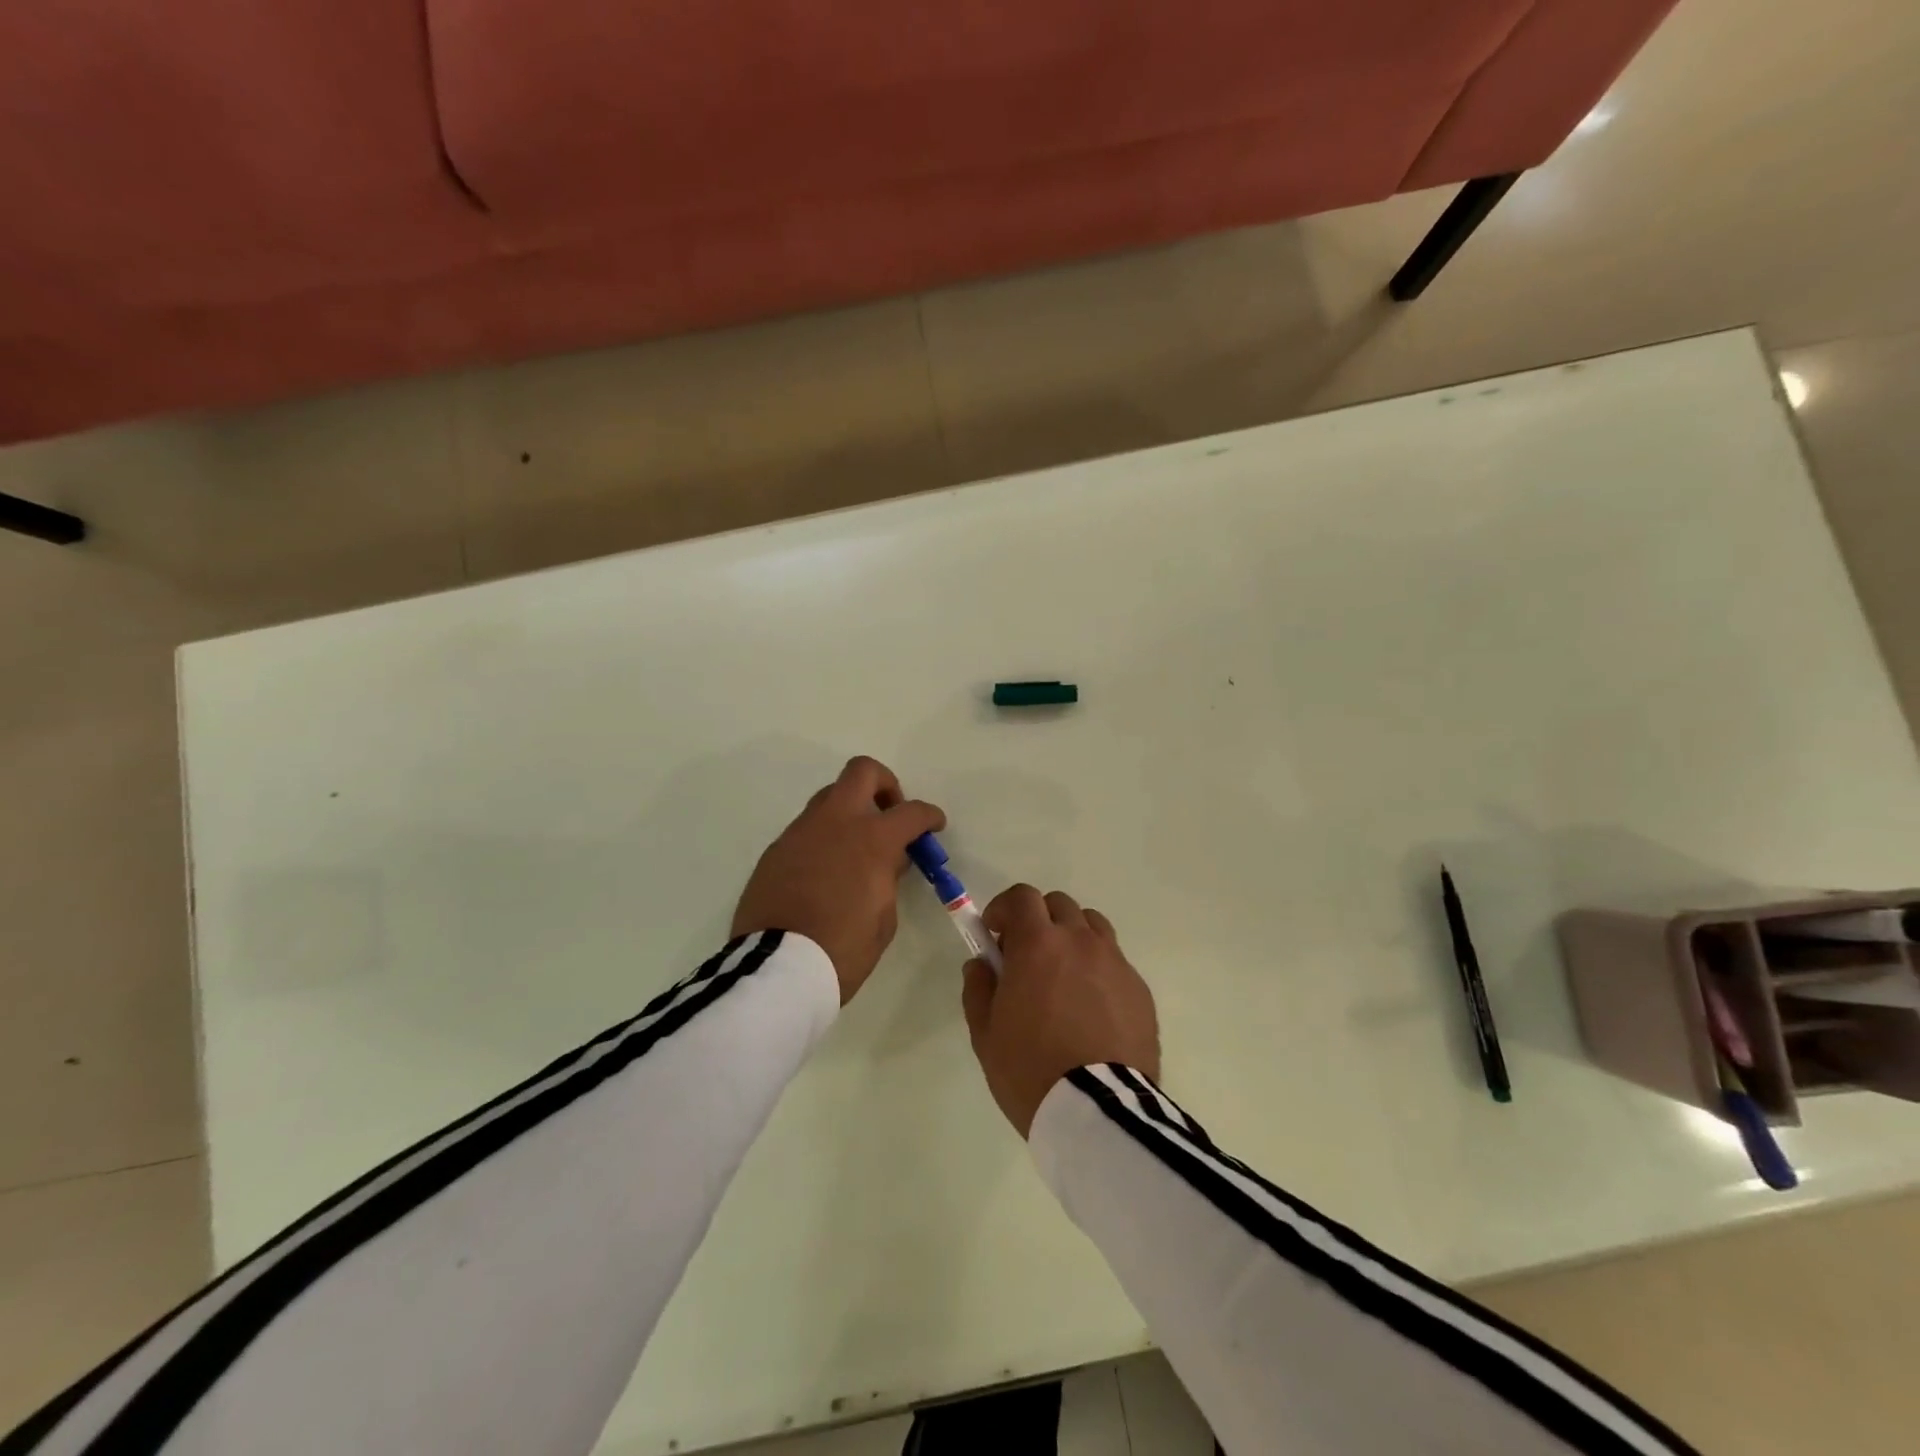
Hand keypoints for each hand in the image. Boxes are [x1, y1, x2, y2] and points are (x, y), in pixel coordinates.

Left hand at [731, 756, 944, 1003]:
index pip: (911, 812)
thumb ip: (888, 878)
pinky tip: (826, 871)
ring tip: (856, 848)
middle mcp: (836, 822)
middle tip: (890, 814)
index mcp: (872, 839)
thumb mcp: (884, 918)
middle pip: (862, 772)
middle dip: (884, 785)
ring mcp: (801, 831)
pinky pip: (807, 829)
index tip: (934, 825)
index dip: (929, 816)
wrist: (777, 968)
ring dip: (850, 811)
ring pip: (830, 797)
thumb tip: (886, 860)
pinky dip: (824, 838)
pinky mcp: (776, 849)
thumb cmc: (843, 949)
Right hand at [960, 885, 1159, 1136]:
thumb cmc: (1030, 1069)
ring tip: (1063, 977)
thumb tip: (982, 964)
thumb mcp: (985, 1034)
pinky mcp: (1140, 989)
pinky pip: (1115, 961)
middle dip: (1038, 921)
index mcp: (1038, 944)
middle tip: (1026, 957)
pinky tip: (1091, 1008)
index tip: (994, 934)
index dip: (1004, 909)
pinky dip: (1098, 969)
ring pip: (1092, 926)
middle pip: (1059, 905)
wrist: (1098, 1111)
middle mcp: (1080, 941)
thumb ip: (978, 988)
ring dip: (1072, 937)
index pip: (1021, 897)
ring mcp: (1115, 962)